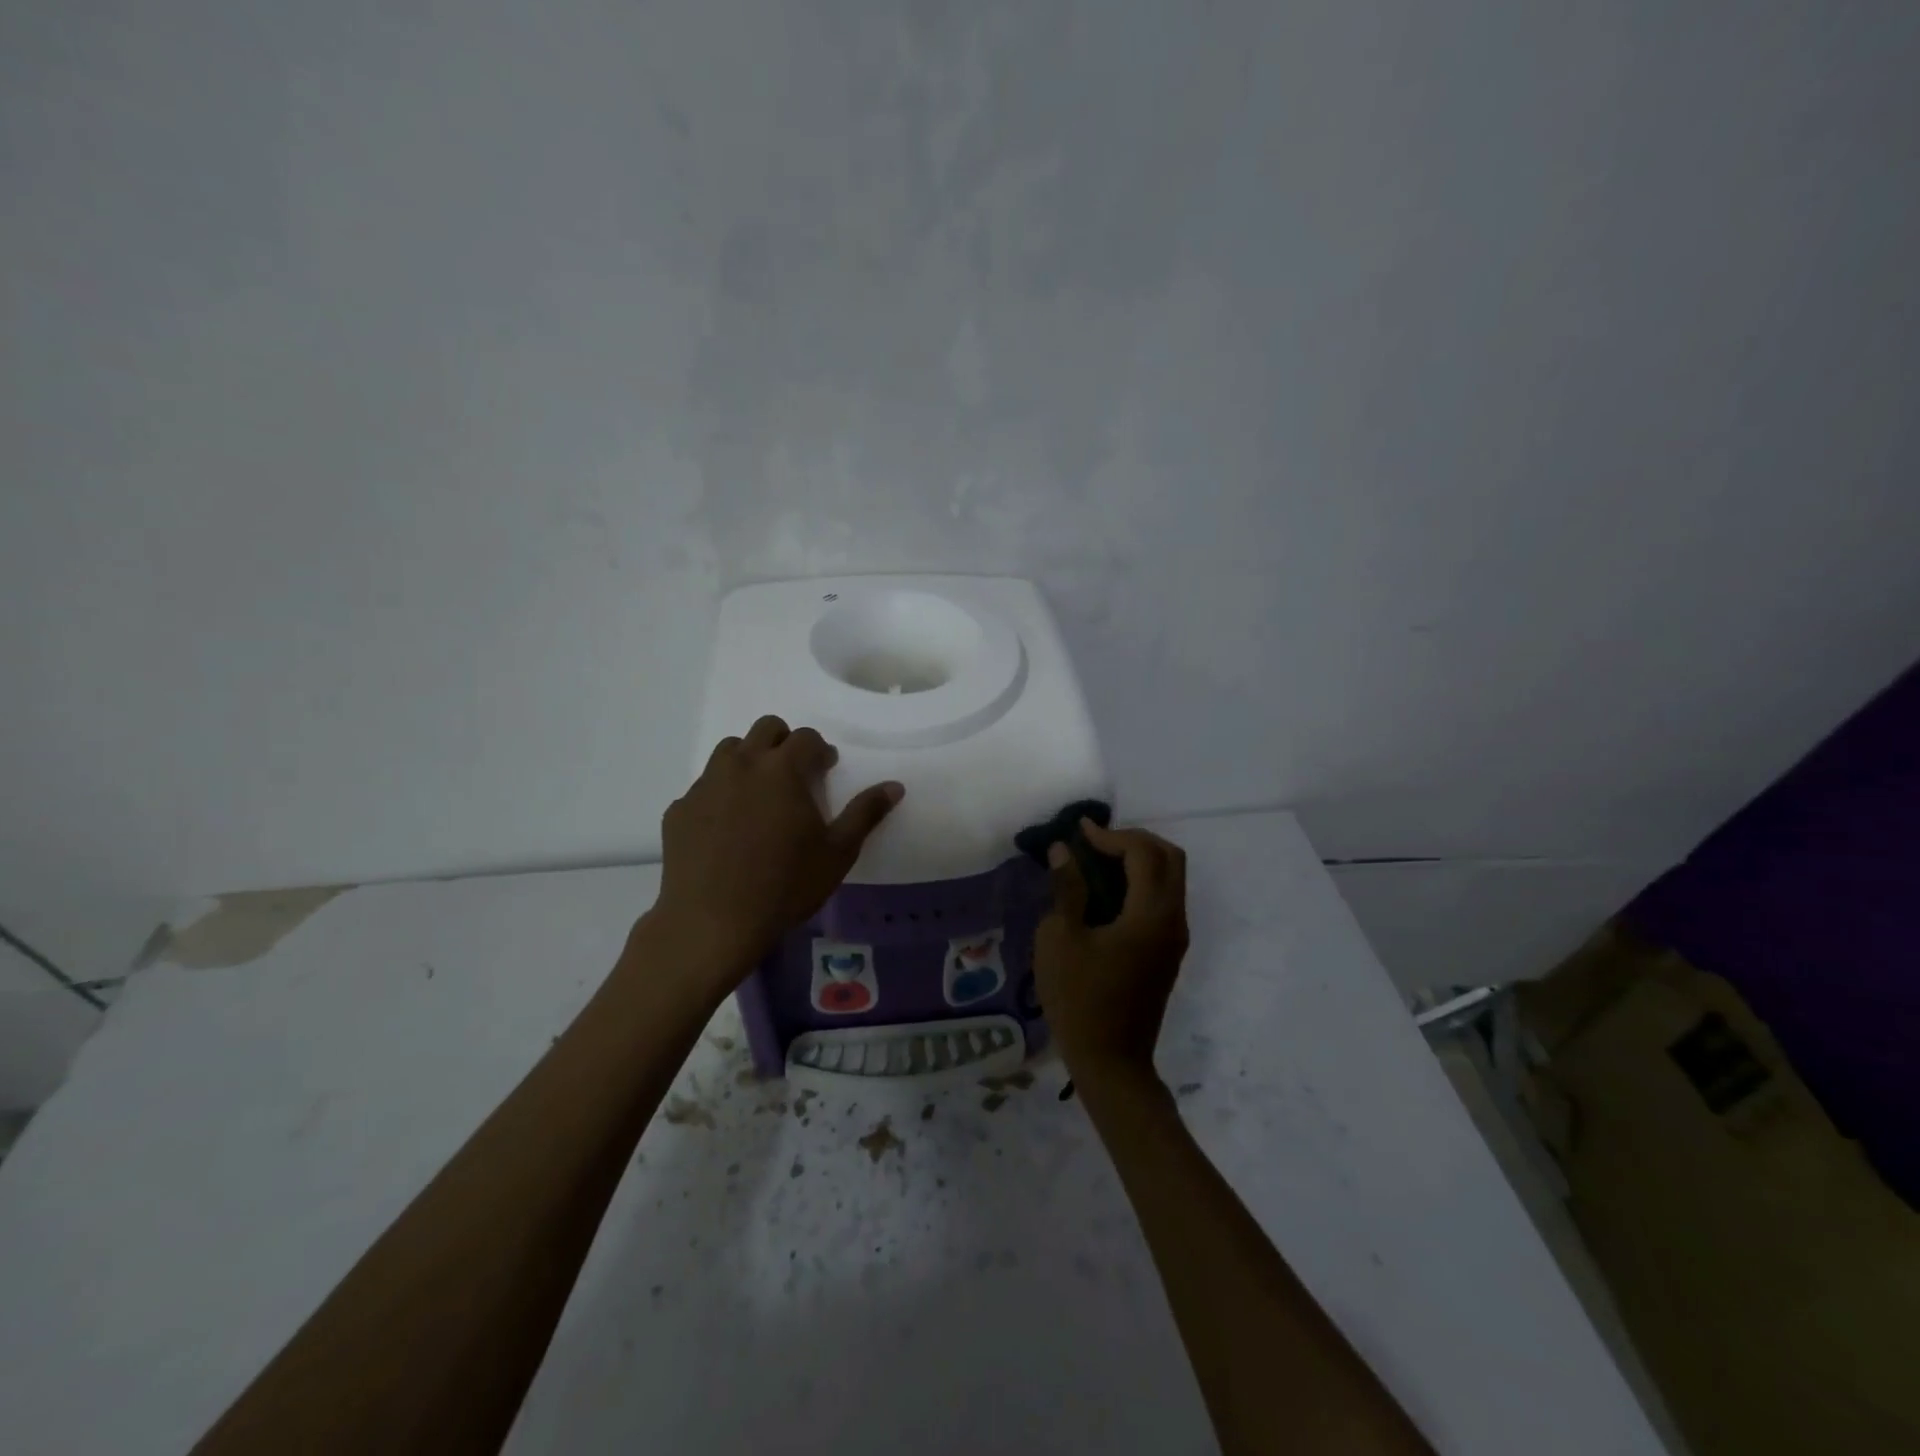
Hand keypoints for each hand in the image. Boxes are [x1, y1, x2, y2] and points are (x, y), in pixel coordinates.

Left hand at [651, 716, 902, 980]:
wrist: (713, 923)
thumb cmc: (785, 886)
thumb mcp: (838, 853)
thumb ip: (866, 813)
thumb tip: (894, 786)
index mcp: (782, 769)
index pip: (806, 737)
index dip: (820, 750)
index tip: (826, 771)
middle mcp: (741, 765)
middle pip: (765, 729)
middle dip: (784, 743)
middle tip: (795, 776)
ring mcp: (705, 785)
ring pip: (729, 751)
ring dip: (749, 760)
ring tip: (759, 795)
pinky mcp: (679, 810)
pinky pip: (703, 788)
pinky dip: (720, 794)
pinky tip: (726, 828)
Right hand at [1034, 821, 1189, 1084]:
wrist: (1111, 1062)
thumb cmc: (1079, 1000)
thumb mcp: (1060, 939)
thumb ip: (1067, 888)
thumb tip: (1064, 851)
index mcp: (1151, 915)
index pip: (1144, 852)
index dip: (1112, 835)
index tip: (1079, 832)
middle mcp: (1173, 920)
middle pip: (1170, 858)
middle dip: (1134, 840)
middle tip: (1095, 842)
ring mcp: (1175, 938)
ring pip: (1170, 879)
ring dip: (1139, 861)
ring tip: (1096, 862)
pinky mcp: (1168, 953)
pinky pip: (1162, 900)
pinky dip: (1140, 883)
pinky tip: (1107, 892)